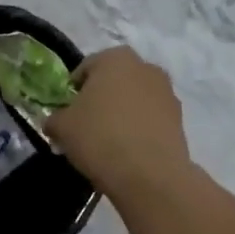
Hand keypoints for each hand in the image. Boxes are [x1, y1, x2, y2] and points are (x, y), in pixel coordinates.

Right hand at [45, 47, 193, 204]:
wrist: (149, 174)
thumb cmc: (100, 137)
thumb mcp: (62, 127)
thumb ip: (54, 118)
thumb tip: (54, 122)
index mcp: (115, 58)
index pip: (86, 68)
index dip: (73, 91)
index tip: (67, 113)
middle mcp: (145, 67)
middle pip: (114, 81)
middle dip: (101, 98)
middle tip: (87, 126)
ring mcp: (167, 92)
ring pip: (135, 99)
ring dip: (123, 113)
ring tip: (109, 142)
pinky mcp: (179, 119)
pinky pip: (151, 118)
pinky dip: (140, 128)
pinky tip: (128, 151)